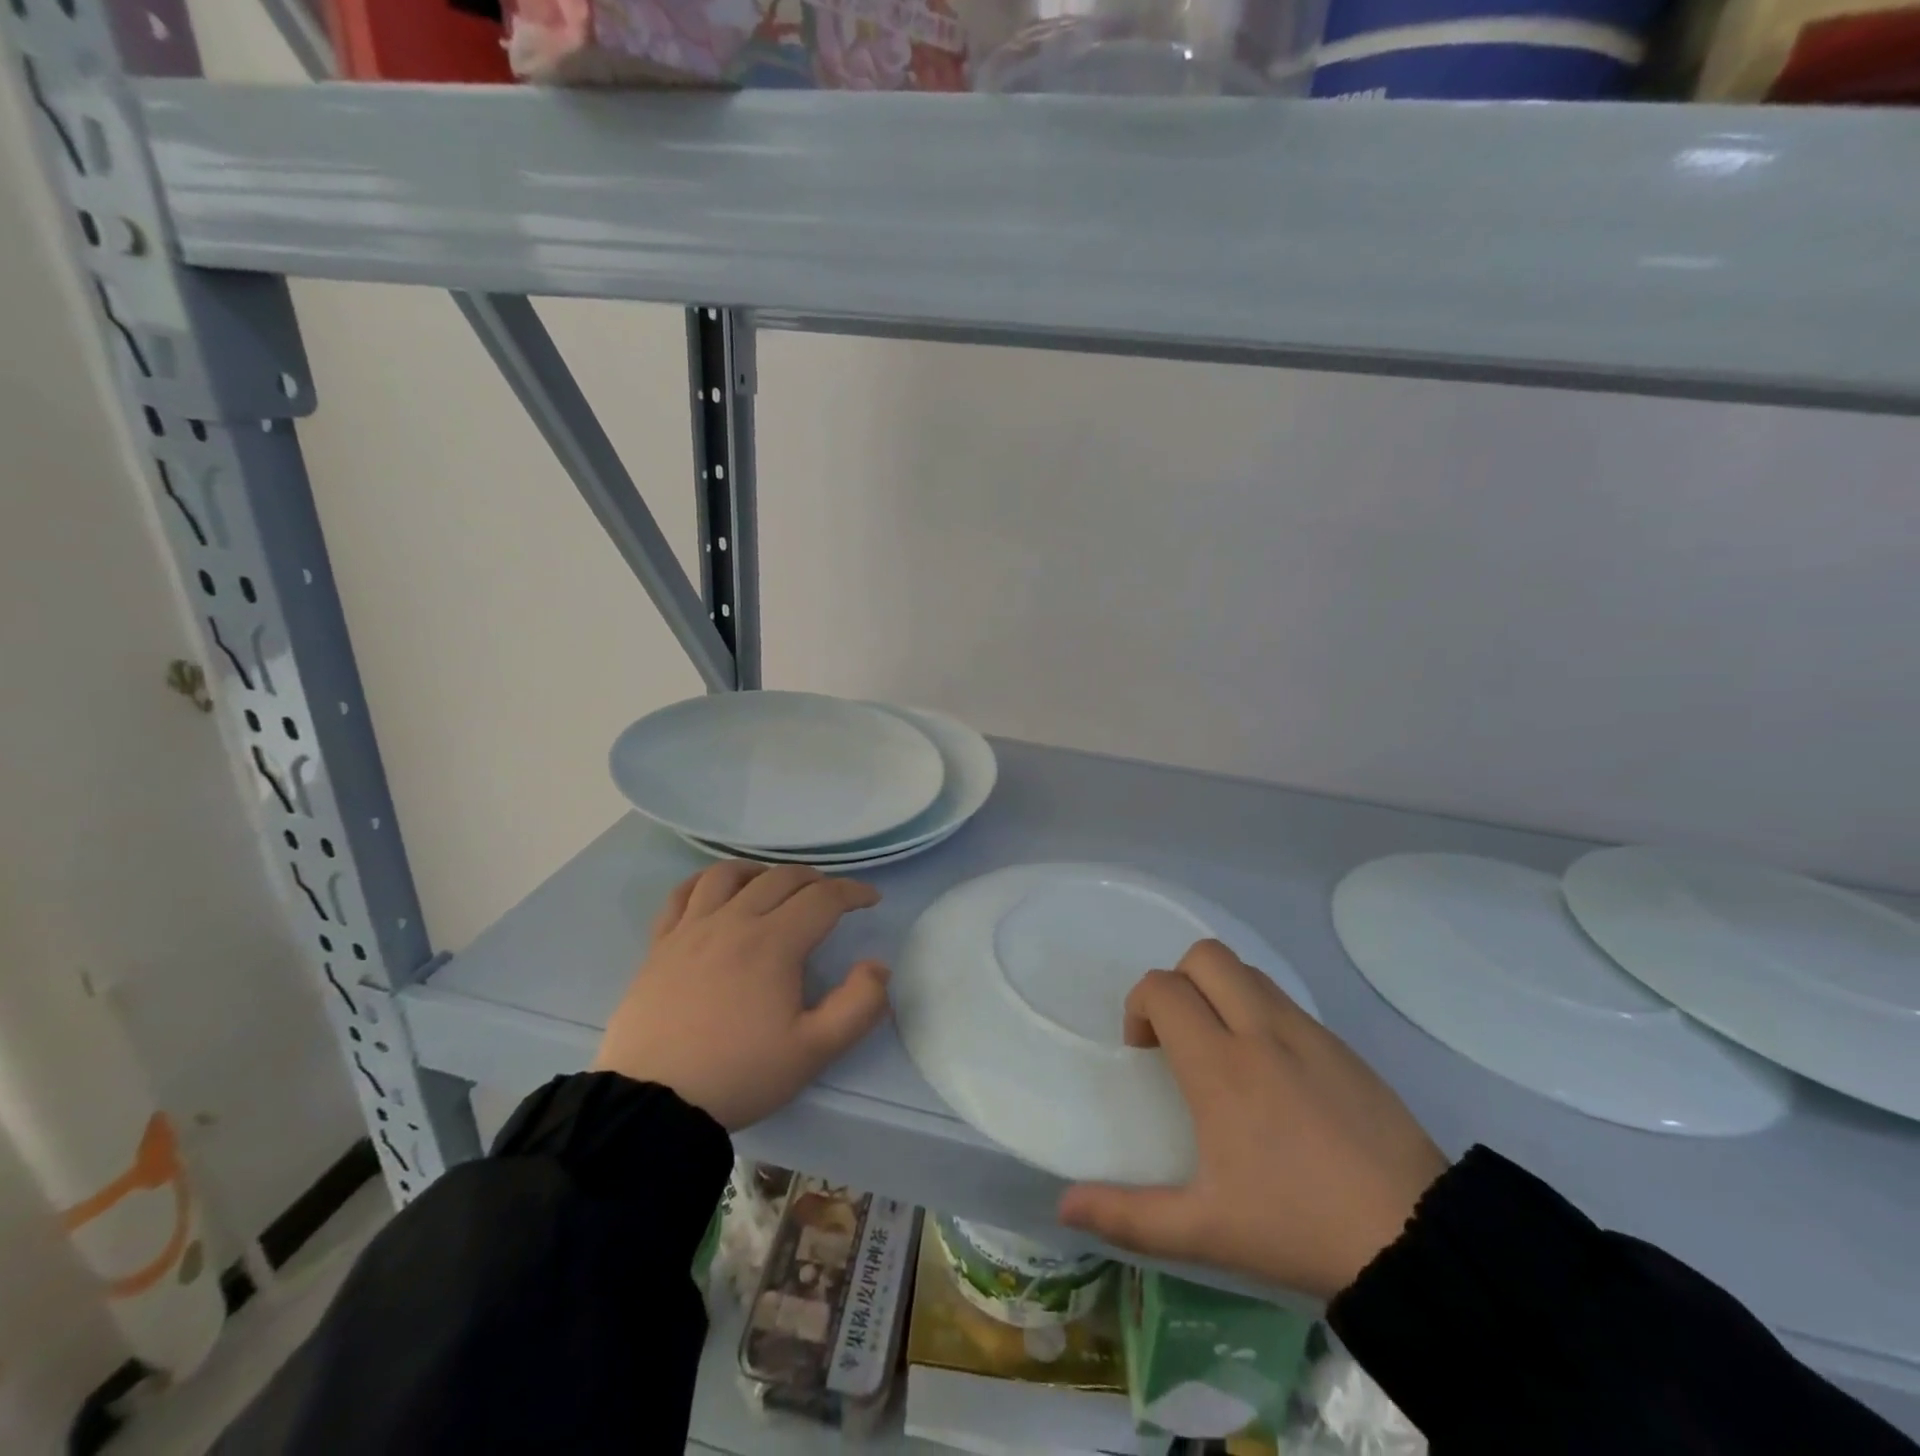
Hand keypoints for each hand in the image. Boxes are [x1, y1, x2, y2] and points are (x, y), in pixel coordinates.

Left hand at [593, 861, 890, 1129]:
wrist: (652, 1104)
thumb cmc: (739, 1074)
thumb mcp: (814, 1051)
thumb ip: (858, 1006)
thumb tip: (878, 966)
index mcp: (774, 943)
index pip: (823, 898)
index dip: (853, 892)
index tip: (871, 900)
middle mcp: (733, 921)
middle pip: (781, 878)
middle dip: (815, 880)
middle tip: (830, 897)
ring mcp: (691, 929)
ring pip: (729, 874)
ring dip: (761, 871)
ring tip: (774, 886)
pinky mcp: (660, 944)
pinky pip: (682, 894)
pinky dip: (706, 882)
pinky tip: (716, 892)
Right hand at [1058, 940, 1447, 1301]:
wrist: (1417, 1240)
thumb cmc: (1298, 1226)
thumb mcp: (1205, 1230)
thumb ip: (1128, 1215)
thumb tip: (1063, 1206)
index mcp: (1220, 1066)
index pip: (1164, 989)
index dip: (1139, 1006)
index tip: (1144, 1050)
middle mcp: (1260, 1031)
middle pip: (1205, 956)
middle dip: (1177, 981)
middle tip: (1179, 1036)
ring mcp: (1307, 1031)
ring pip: (1247, 970)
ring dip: (1219, 991)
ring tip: (1222, 1048)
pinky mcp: (1341, 1044)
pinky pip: (1284, 999)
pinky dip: (1259, 1009)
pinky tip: (1271, 1070)